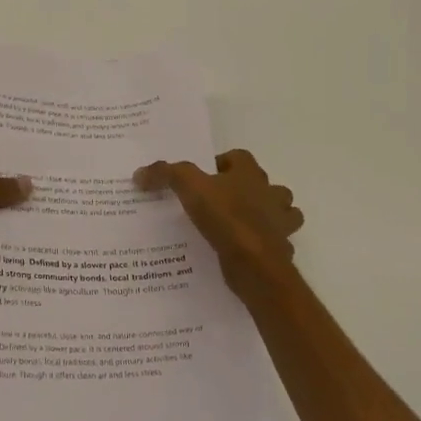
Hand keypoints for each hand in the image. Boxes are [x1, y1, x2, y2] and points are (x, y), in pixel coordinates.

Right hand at [134, 149, 303, 292]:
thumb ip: (166, 174)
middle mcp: (271, 194)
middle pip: (264, 184)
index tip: (204, 176)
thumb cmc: (225, 217)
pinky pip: (275, 241)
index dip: (222, 162)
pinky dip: (263, 244)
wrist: (254, 263)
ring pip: (280, 211)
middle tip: (219, 201)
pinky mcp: (280, 248)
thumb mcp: (189, 188)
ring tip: (237, 224)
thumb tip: (140, 173)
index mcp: (250, 174)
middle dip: (247, 189)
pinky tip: (243, 250)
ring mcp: (280, 222)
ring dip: (266, 215)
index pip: (239, 157)